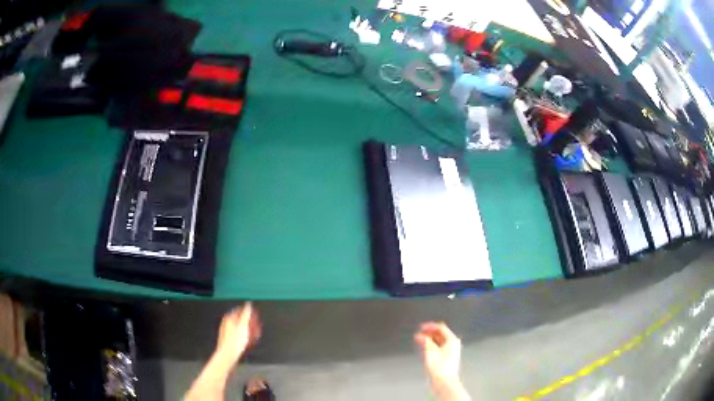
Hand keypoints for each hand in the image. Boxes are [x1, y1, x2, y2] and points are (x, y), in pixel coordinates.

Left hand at [215, 302, 261, 364]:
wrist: (228, 354)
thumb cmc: (235, 341)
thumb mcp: (243, 326)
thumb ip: (246, 314)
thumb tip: (249, 304)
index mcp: (229, 317)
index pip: (241, 310)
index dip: (250, 313)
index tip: (257, 317)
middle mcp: (226, 322)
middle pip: (241, 319)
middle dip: (250, 322)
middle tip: (257, 327)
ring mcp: (227, 330)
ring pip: (240, 327)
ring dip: (249, 330)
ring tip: (255, 335)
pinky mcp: (228, 338)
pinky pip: (238, 334)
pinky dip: (245, 335)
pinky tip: (249, 341)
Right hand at [415, 322, 468, 400]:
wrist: (444, 382)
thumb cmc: (440, 368)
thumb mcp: (430, 351)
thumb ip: (426, 341)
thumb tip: (421, 335)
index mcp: (452, 340)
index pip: (441, 328)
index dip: (430, 326)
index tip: (421, 327)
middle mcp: (453, 345)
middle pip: (440, 334)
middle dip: (429, 333)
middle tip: (419, 333)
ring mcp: (450, 351)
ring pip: (438, 341)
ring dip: (429, 339)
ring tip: (419, 340)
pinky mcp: (446, 358)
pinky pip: (438, 348)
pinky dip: (430, 346)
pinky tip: (424, 348)